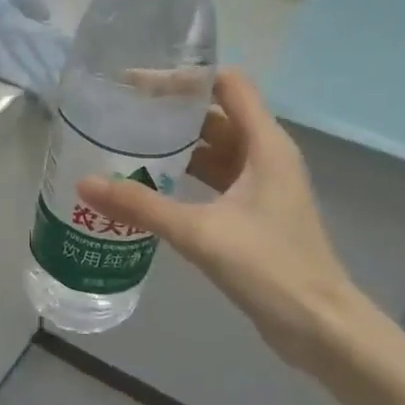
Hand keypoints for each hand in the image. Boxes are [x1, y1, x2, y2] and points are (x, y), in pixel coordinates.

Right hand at [76, 69, 368, 371]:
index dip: (185, 78)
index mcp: (265, 145)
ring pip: (216, 149)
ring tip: (129, 143)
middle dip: (173, 110)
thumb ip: (142, 206)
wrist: (319, 326)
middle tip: (123, 113)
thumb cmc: (269, 267)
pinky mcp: (255, 213)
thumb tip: (85, 184)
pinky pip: (216, 179)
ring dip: (178, 145)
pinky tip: (152, 185)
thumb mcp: (200, 232)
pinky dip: (187, 175)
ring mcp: (262, 186)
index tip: (138, 84)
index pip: (227, 85)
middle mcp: (267, 156)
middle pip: (217, 114)